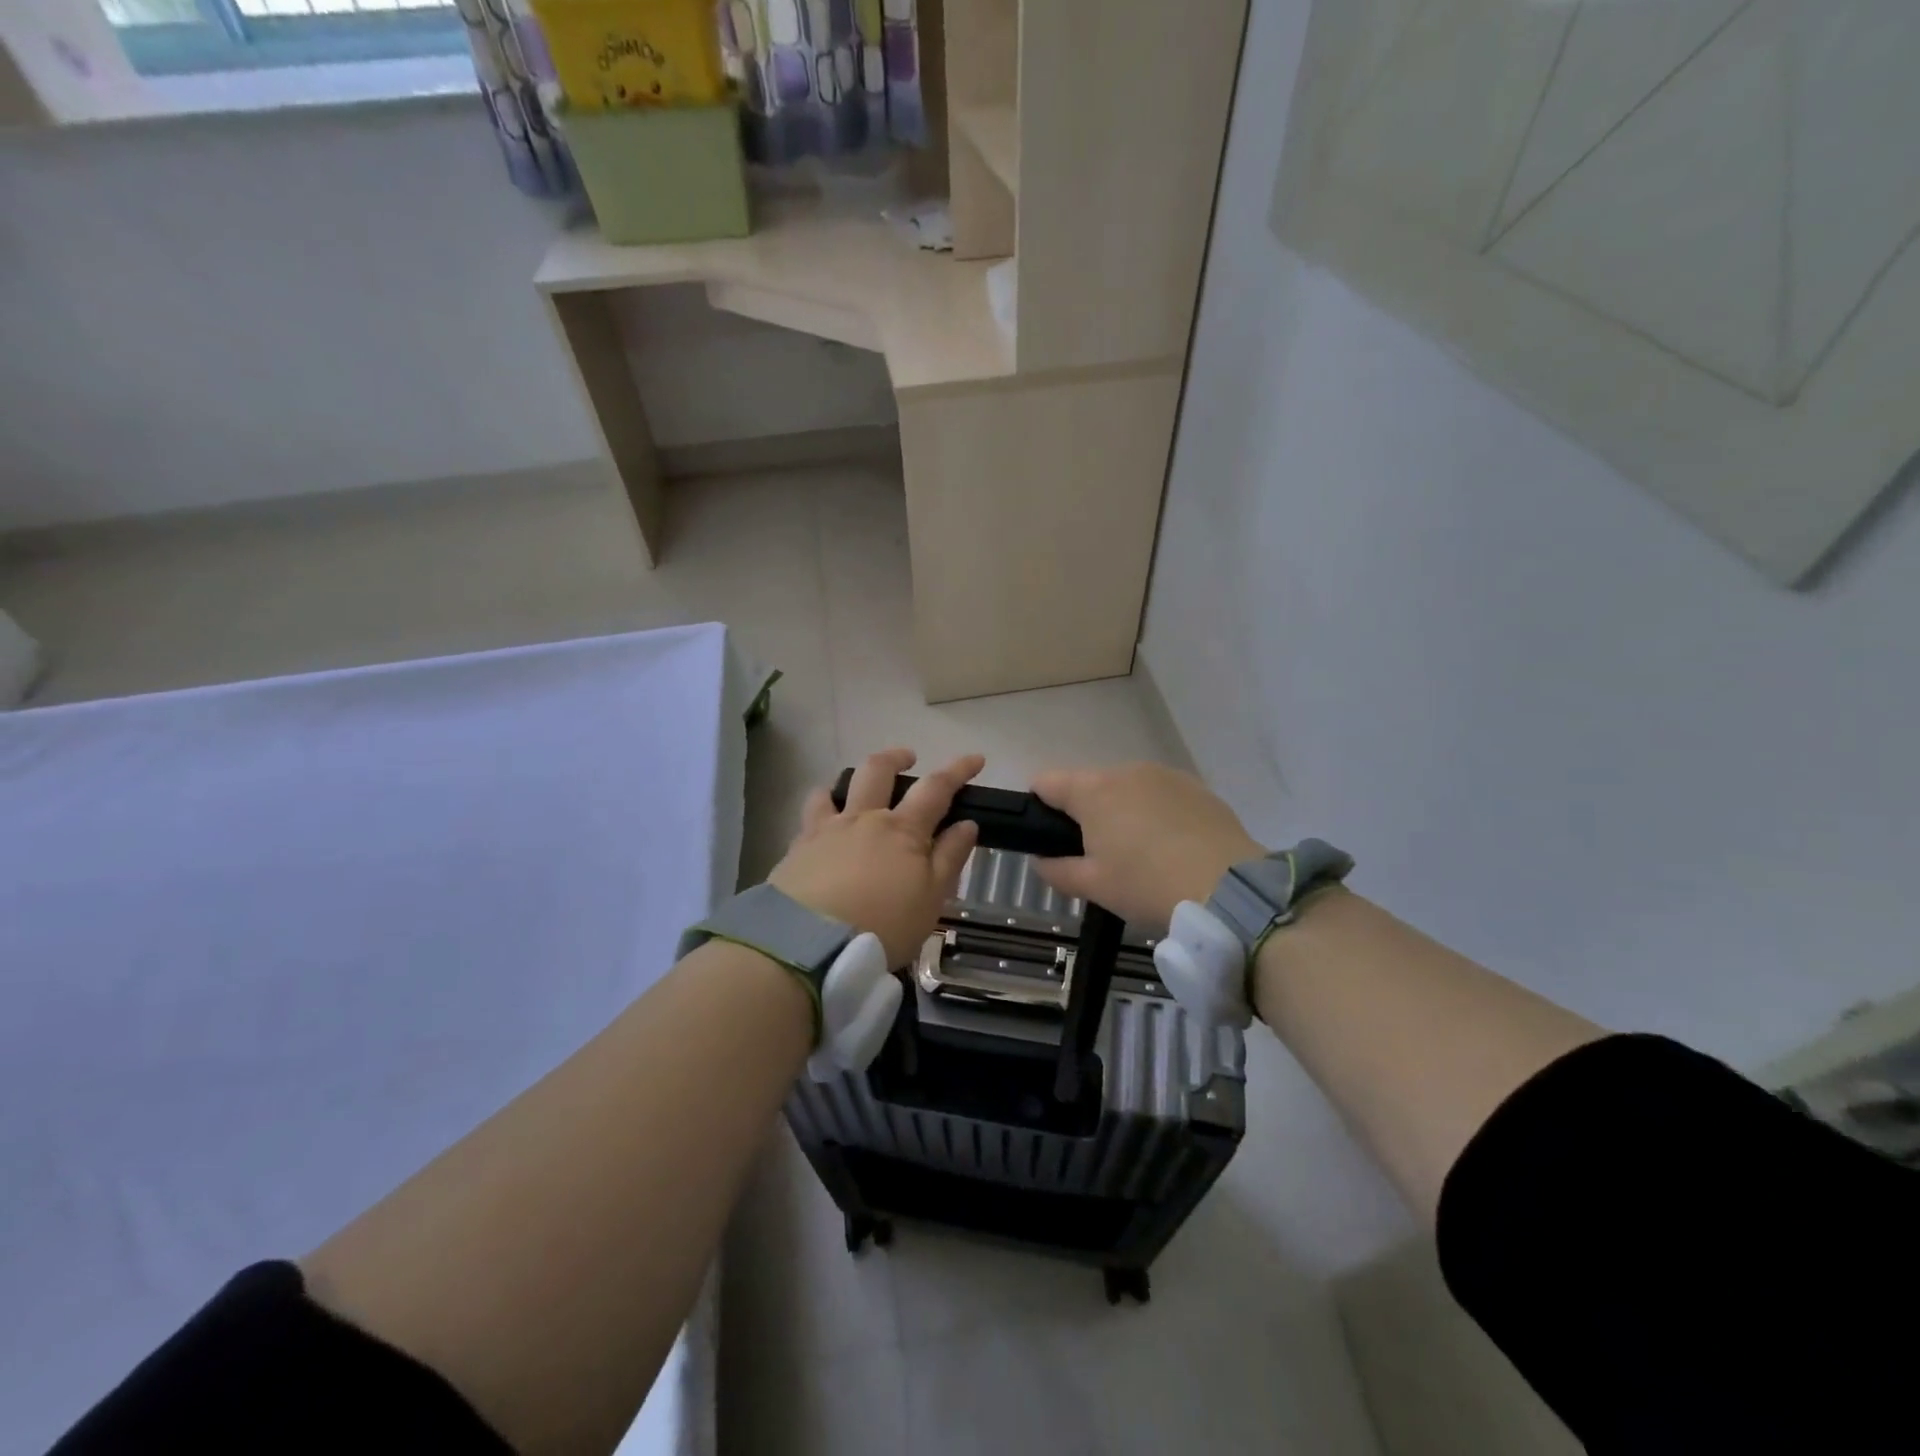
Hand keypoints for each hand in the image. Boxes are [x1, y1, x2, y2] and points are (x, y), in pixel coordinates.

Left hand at [771, 749, 984, 968]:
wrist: (810, 944)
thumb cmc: (883, 926)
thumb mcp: (931, 899)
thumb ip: (949, 858)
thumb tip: (967, 823)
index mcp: (903, 830)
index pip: (936, 788)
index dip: (958, 770)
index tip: (976, 759)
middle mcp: (864, 819)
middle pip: (879, 771)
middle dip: (896, 758)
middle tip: (908, 758)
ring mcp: (827, 829)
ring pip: (837, 788)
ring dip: (851, 781)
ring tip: (856, 790)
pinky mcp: (798, 848)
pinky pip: (809, 815)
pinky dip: (820, 810)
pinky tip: (821, 824)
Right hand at [1030, 763, 1262, 927]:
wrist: (1229, 890)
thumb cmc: (1147, 885)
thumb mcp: (1094, 886)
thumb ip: (1057, 870)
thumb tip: (1041, 860)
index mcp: (1093, 791)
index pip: (1046, 782)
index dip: (1038, 806)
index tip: (1049, 837)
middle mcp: (1126, 771)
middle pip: (1089, 785)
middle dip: (1086, 814)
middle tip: (1098, 857)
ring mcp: (1165, 775)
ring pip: (1127, 788)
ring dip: (1122, 811)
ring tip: (1140, 854)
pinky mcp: (1197, 788)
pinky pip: (1161, 795)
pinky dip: (1156, 813)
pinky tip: (1172, 847)